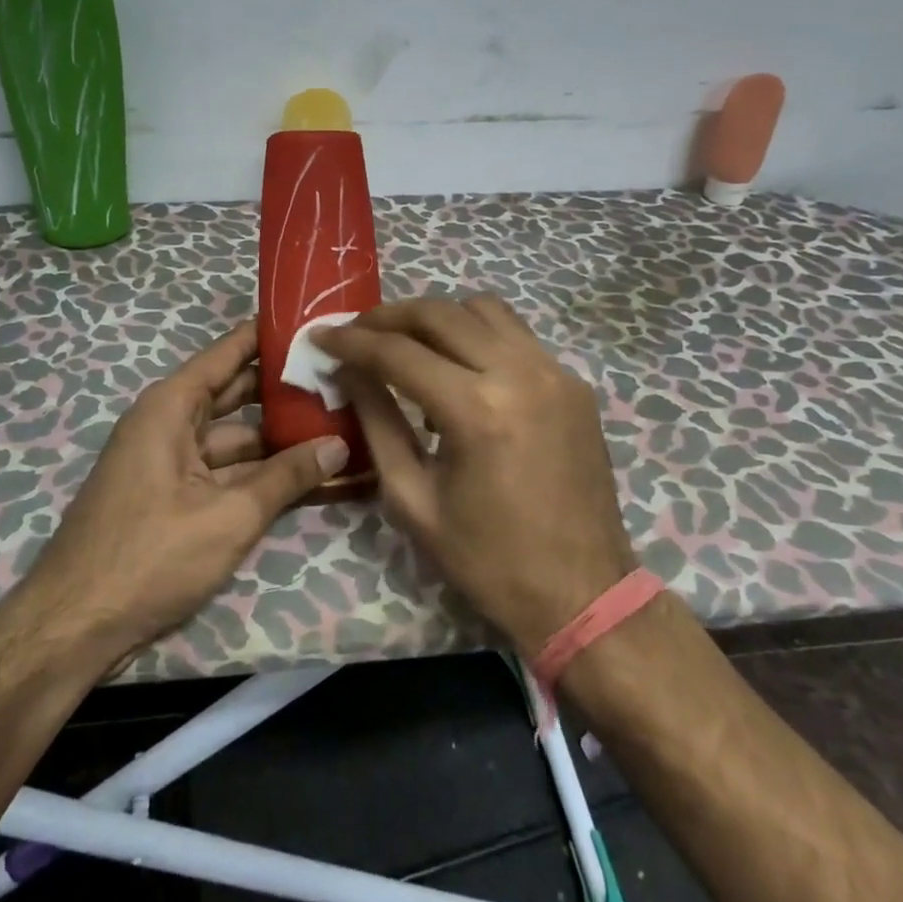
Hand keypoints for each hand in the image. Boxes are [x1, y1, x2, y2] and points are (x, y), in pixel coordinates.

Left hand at [19, 321, 348, 661]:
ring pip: (234, 438)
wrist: (73, 628)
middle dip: (284, 390)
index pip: (228, 353)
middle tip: (339, 379)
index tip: (314, 322)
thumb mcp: (228, 516)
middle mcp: (168, 424)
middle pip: (236, 394)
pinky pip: (223, 471)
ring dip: (278, 438)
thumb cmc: (150, 556)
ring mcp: (170, 462)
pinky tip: (303, 475)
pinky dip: (258, 473)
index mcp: (171, 407)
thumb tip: (338, 446)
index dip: (269, 336)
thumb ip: (286, 478)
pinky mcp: (173, 497)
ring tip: (336, 427)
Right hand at [313, 295, 634, 656]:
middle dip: (388, 316)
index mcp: (476, 412)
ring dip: (436, 317)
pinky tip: (459, 366)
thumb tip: (347, 372)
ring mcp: (554, 372)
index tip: (321, 335)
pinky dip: (477, 334)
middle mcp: (519, 374)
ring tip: (407, 342)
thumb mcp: (412, 499)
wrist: (582, 592)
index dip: (352, 340)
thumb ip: (377, 423)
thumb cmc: (487, 559)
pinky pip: (515, 334)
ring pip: (482, 309)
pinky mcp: (573, 382)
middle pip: (440, 313)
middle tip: (357, 332)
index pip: (398, 352)